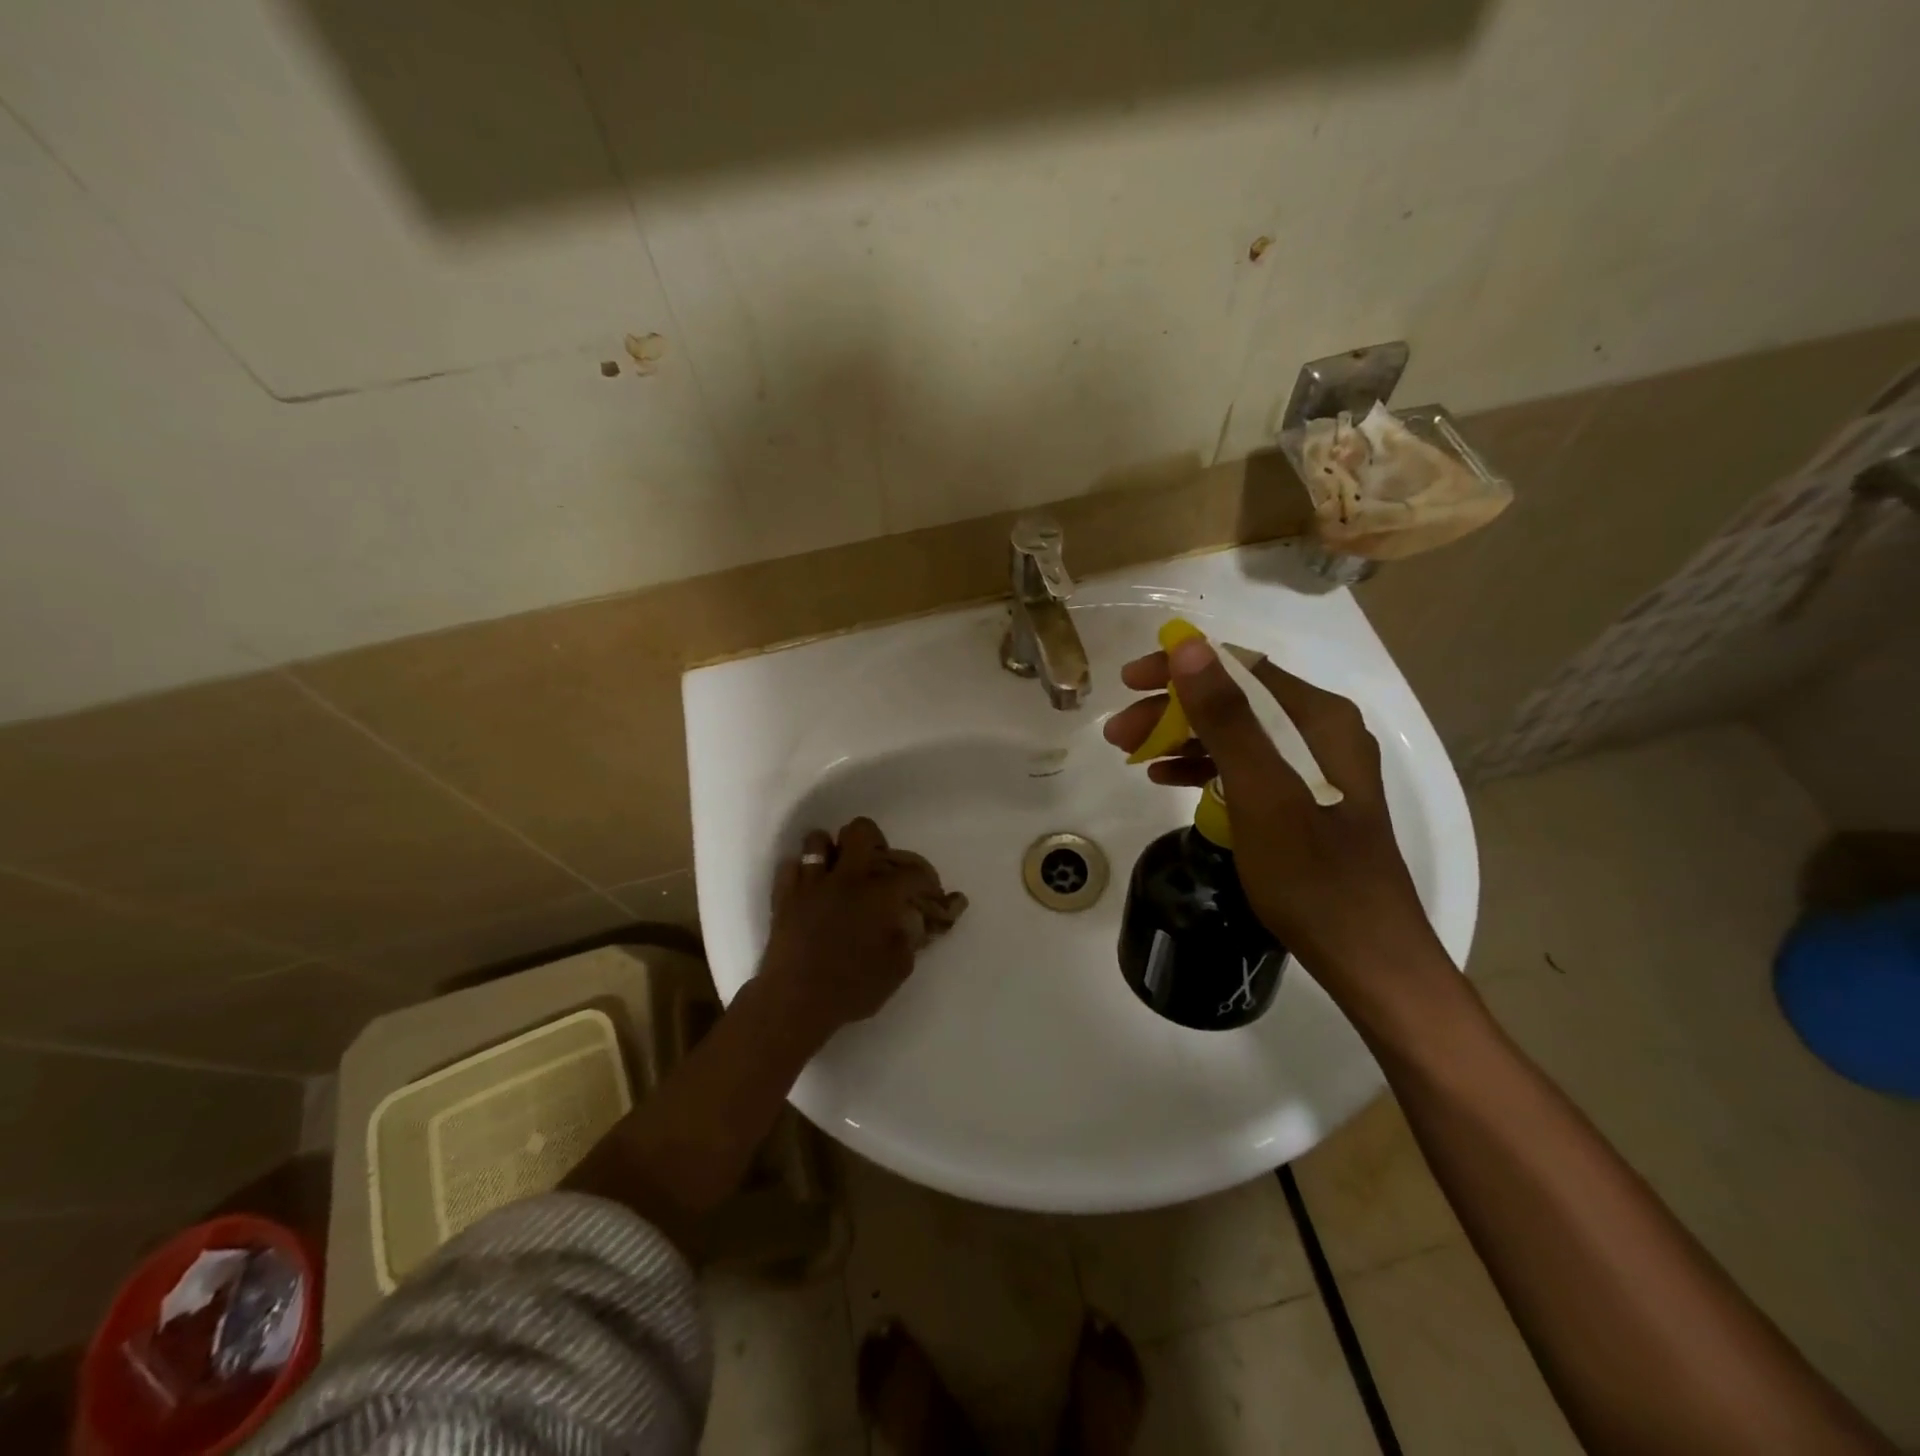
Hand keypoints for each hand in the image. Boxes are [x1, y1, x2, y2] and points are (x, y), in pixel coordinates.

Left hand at [760, 817, 935, 1035]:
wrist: (796, 1001)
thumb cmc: (852, 988)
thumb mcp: (897, 969)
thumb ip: (909, 938)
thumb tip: (912, 921)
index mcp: (879, 894)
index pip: (912, 872)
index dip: (927, 880)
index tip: (929, 893)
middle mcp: (847, 877)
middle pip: (861, 831)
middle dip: (874, 841)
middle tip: (876, 866)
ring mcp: (811, 882)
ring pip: (818, 840)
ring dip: (831, 852)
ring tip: (837, 872)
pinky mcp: (784, 895)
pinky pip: (789, 866)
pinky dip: (801, 872)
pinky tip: (810, 889)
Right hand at [1103, 637, 1447, 997]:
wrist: (1366, 956)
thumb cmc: (1312, 874)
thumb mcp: (1261, 792)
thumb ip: (1226, 718)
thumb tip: (1188, 647)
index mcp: (1318, 719)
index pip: (1239, 668)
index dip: (1180, 668)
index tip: (1128, 682)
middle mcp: (1320, 732)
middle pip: (1234, 701)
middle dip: (1172, 710)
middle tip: (1118, 732)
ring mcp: (1313, 768)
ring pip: (1235, 735)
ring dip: (1181, 739)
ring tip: (1131, 756)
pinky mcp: (1302, 801)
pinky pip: (1244, 768)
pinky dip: (1203, 768)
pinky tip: (1167, 779)